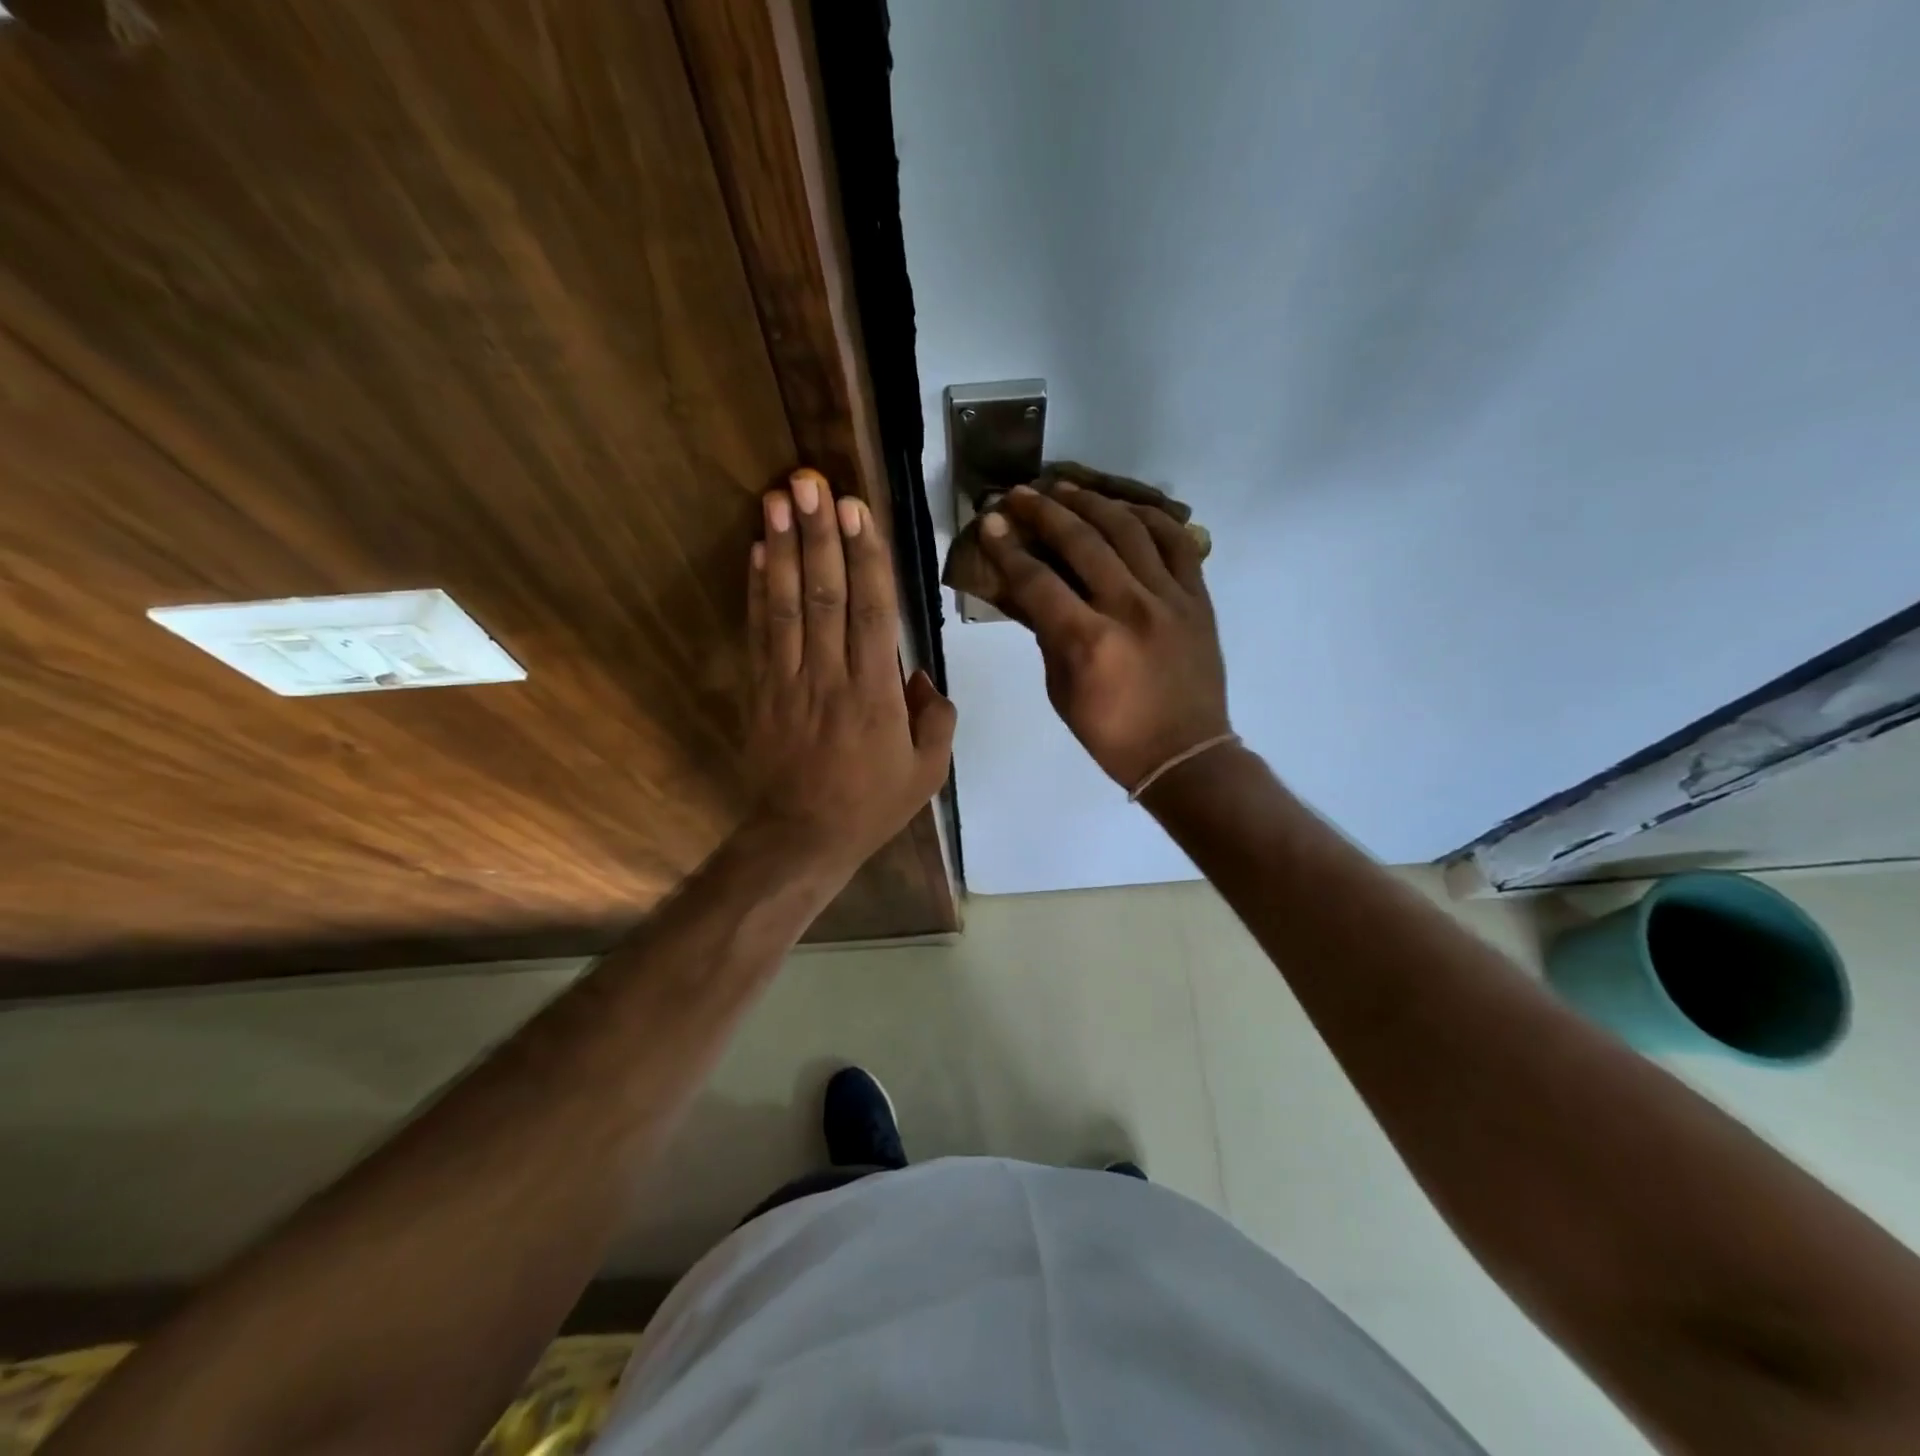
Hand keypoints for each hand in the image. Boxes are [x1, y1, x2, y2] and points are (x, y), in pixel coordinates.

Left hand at [744, 468, 955, 876]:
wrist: (803, 838)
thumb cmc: (871, 805)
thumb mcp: (928, 772)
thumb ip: (936, 718)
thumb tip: (922, 674)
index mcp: (875, 695)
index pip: (871, 612)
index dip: (865, 557)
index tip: (857, 509)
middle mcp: (830, 677)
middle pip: (825, 595)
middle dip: (819, 535)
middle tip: (811, 482)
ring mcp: (789, 681)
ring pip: (788, 605)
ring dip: (784, 548)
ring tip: (779, 499)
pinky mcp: (761, 691)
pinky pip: (759, 633)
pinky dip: (757, 590)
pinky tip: (759, 552)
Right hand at [981, 483, 1229, 790]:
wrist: (1185, 754)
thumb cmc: (1112, 734)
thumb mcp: (1062, 692)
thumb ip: (1047, 636)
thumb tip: (1031, 593)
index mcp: (1089, 642)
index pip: (1038, 580)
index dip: (1008, 548)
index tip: (990, 522)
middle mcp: (1130, 609)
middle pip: (1082, 541)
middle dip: (1044, 511)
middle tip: (1021, 493)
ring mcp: (1170, 598)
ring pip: (1129, 529)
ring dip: (1092, 502)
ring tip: (1066, 487)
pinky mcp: (1197, 598)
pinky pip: (1176, 542)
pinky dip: (1149, 518)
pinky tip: (1125, 507)